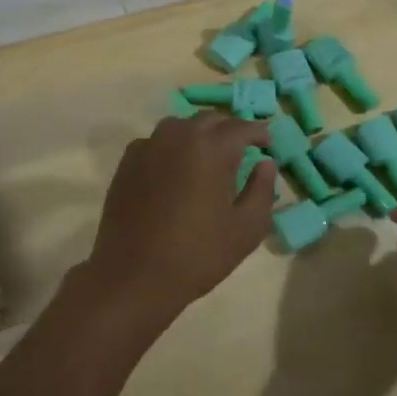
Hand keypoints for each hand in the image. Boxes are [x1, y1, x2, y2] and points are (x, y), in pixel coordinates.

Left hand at [80, 114, 274, 339]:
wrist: (134, 275)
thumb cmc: (197, 254)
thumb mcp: (246, 228)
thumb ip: (262, 190)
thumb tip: (266, 164)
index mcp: (210, 147)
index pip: (242, 127)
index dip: (259, 132)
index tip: (269, 144)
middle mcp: (177, 136)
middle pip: (210, 120)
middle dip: (230, 130)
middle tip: (243, 150)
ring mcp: (148, 146)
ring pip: (180, 126)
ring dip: (200, 135)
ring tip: (210, 158)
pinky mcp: (127, 162)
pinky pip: (157, 142)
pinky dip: (173, 148)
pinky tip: (177, 171)